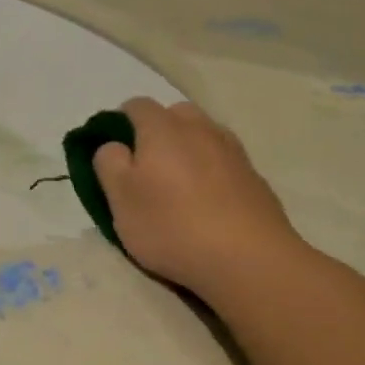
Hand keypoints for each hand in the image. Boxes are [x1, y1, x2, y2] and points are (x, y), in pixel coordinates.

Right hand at [93, 98, 304, 304]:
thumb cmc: (171, 226)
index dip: (120, 123)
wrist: (247, 259)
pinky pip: (224, 161)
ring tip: (178, 187)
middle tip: (146, 169)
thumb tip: (113, 145)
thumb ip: (109, 164)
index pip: (136, 105)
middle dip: (157, 131)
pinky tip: (208, 203)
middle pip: (174, 114)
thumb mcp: (120, 199)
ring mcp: (232, 150)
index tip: (115, 154)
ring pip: (203, 135)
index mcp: (162, 128)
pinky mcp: (254, 176)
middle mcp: (200, 128)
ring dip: (187, 149)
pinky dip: (212, 171)